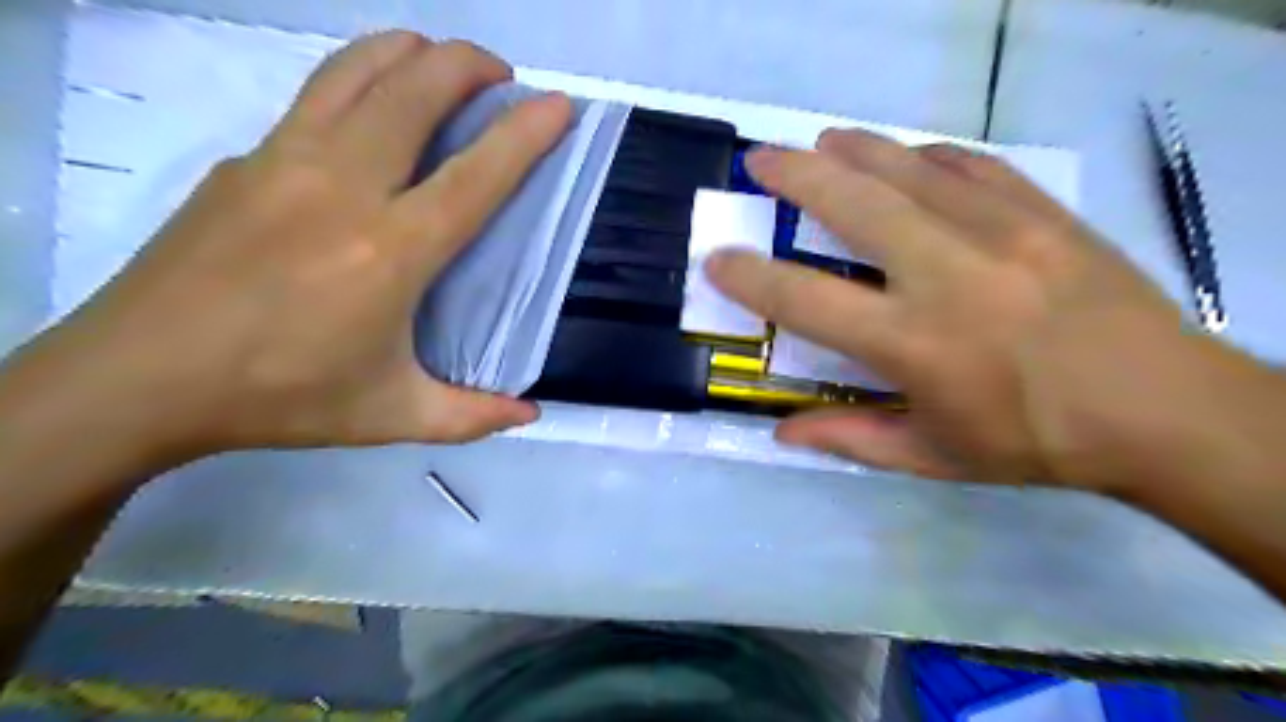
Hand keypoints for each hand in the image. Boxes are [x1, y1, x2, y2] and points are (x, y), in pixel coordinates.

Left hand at [21, 30, 568, 462]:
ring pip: (358, 71)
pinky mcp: (246, 159)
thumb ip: (470, 417)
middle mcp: (343, 187)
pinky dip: (361, 79)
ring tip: (441, 64)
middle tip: (501, 76)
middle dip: (469, 64)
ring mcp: (285, 161)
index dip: (524, 134)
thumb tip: (529, 416)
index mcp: (390, 250)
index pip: (475, 175)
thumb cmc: (280, 396)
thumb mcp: (391, 416)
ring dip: (411, 52)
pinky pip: (318, 96)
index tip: (559, 105)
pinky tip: (373, 110)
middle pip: (414, 90)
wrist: (139, 378)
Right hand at [703, 127, 1262, 491]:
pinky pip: (970, 165)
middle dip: (794, 176)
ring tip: (820, 142)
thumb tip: (781, 433)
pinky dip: (927, 155)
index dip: (751, 277)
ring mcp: (999, 231)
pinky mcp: (1041, 212)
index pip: (805, 300)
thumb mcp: (933, 456)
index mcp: (912, 343)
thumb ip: (850, 438)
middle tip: (759, 160)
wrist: (1162, 408)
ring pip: (908, 169)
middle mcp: (945, 274)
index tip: (718, 258)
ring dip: (854, 150)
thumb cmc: (1033, 441)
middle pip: (853, 205)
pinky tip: (907, 155)